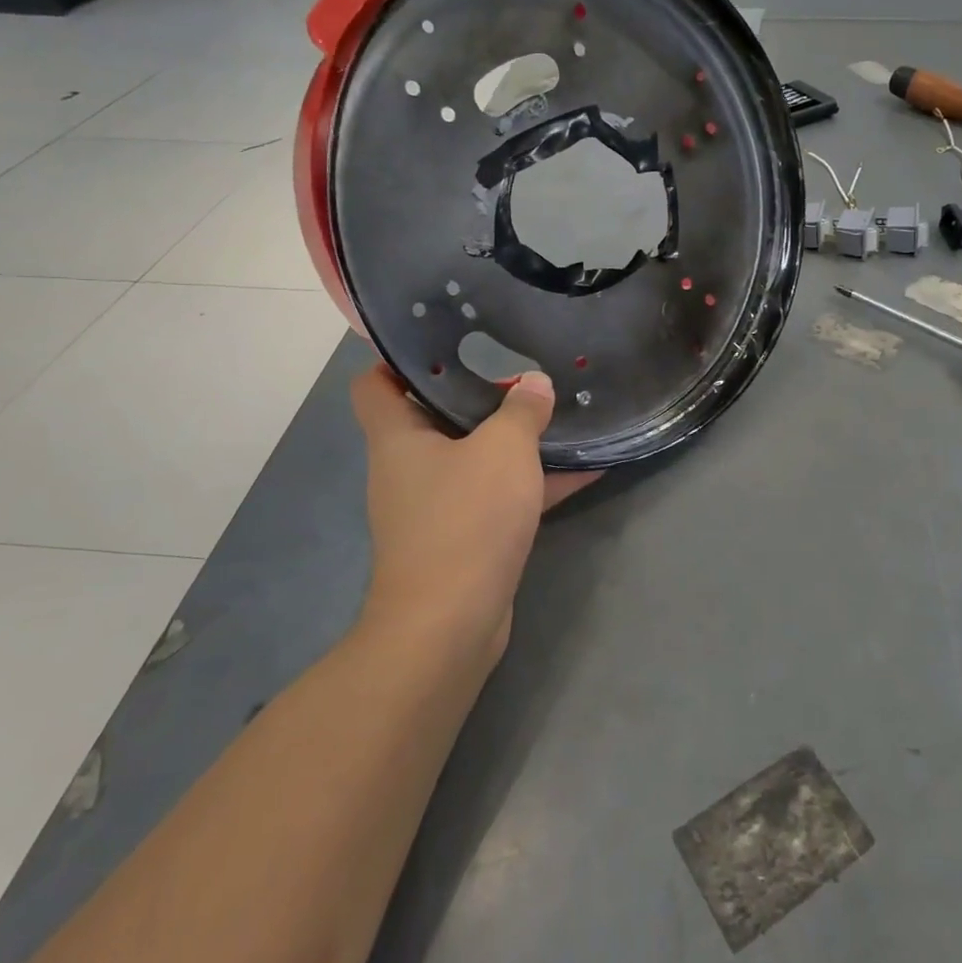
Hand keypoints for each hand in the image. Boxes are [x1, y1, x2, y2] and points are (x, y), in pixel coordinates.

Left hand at [350, 365, 597, 666]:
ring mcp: (437, 506)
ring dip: (512, 440)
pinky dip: (534, 483)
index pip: (374, 383)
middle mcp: (409, 468)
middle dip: (477, 393)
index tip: (445, 340)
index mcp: (398, 438)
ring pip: (474, 458)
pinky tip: (587, 468)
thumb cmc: (465, 519)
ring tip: (559, 410)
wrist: (451, 622)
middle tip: (521, 368)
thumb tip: (534, 383)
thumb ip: (521, 410)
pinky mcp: (466, 537)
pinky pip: (500, 496)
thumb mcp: (502, 450)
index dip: (398, 358)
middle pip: (433, 417)